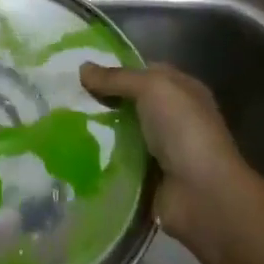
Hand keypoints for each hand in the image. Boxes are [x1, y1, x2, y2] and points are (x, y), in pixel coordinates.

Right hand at [80, 61, 253, 242]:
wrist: (203, 195)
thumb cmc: (184, 131)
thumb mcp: (152, 88)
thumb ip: (117, 78)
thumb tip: (83, 68)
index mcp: (183, 91)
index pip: (145, 72)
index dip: (116, 69)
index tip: (81, 71)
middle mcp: (173, 118)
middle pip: (130, 103)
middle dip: (101, 100)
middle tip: (65, 97)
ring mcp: (161, 150)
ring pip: (121, 132)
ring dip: (97, 130)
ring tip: (60, 122)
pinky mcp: (147, 177)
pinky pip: (118, 161)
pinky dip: (100, 158)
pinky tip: (73, 151)